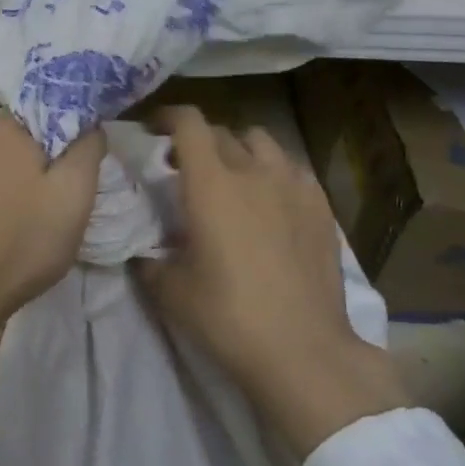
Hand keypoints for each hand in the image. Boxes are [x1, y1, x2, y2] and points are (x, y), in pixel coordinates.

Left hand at [0, 114, 104, 350]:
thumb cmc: (23, 243)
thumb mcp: (75, 197)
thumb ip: (87, 150)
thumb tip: (90, 125)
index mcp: (4, 128)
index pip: (42, 114)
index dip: (62, 140)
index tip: (73, 171)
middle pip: (15, 140)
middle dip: (35, 162)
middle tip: (53, 200)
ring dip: (7, 182)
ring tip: (22, 218)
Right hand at [132, 105, 409, 457]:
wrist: (302, 349)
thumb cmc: (228, 316)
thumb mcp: (171, 291)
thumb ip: (150, 260)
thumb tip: (143, 250)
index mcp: (211, 183)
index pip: (188, 123)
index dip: (168, 116)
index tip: (154, 129)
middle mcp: (253, 171)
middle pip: (222, 132)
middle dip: (199, 140)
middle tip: (186, 166)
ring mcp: (293, 186)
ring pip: (263, 142)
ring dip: (240, 148)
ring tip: (233, 175)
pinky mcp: (321, 207)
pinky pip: (293, 168)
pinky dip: (274, 170)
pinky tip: (271, 198)